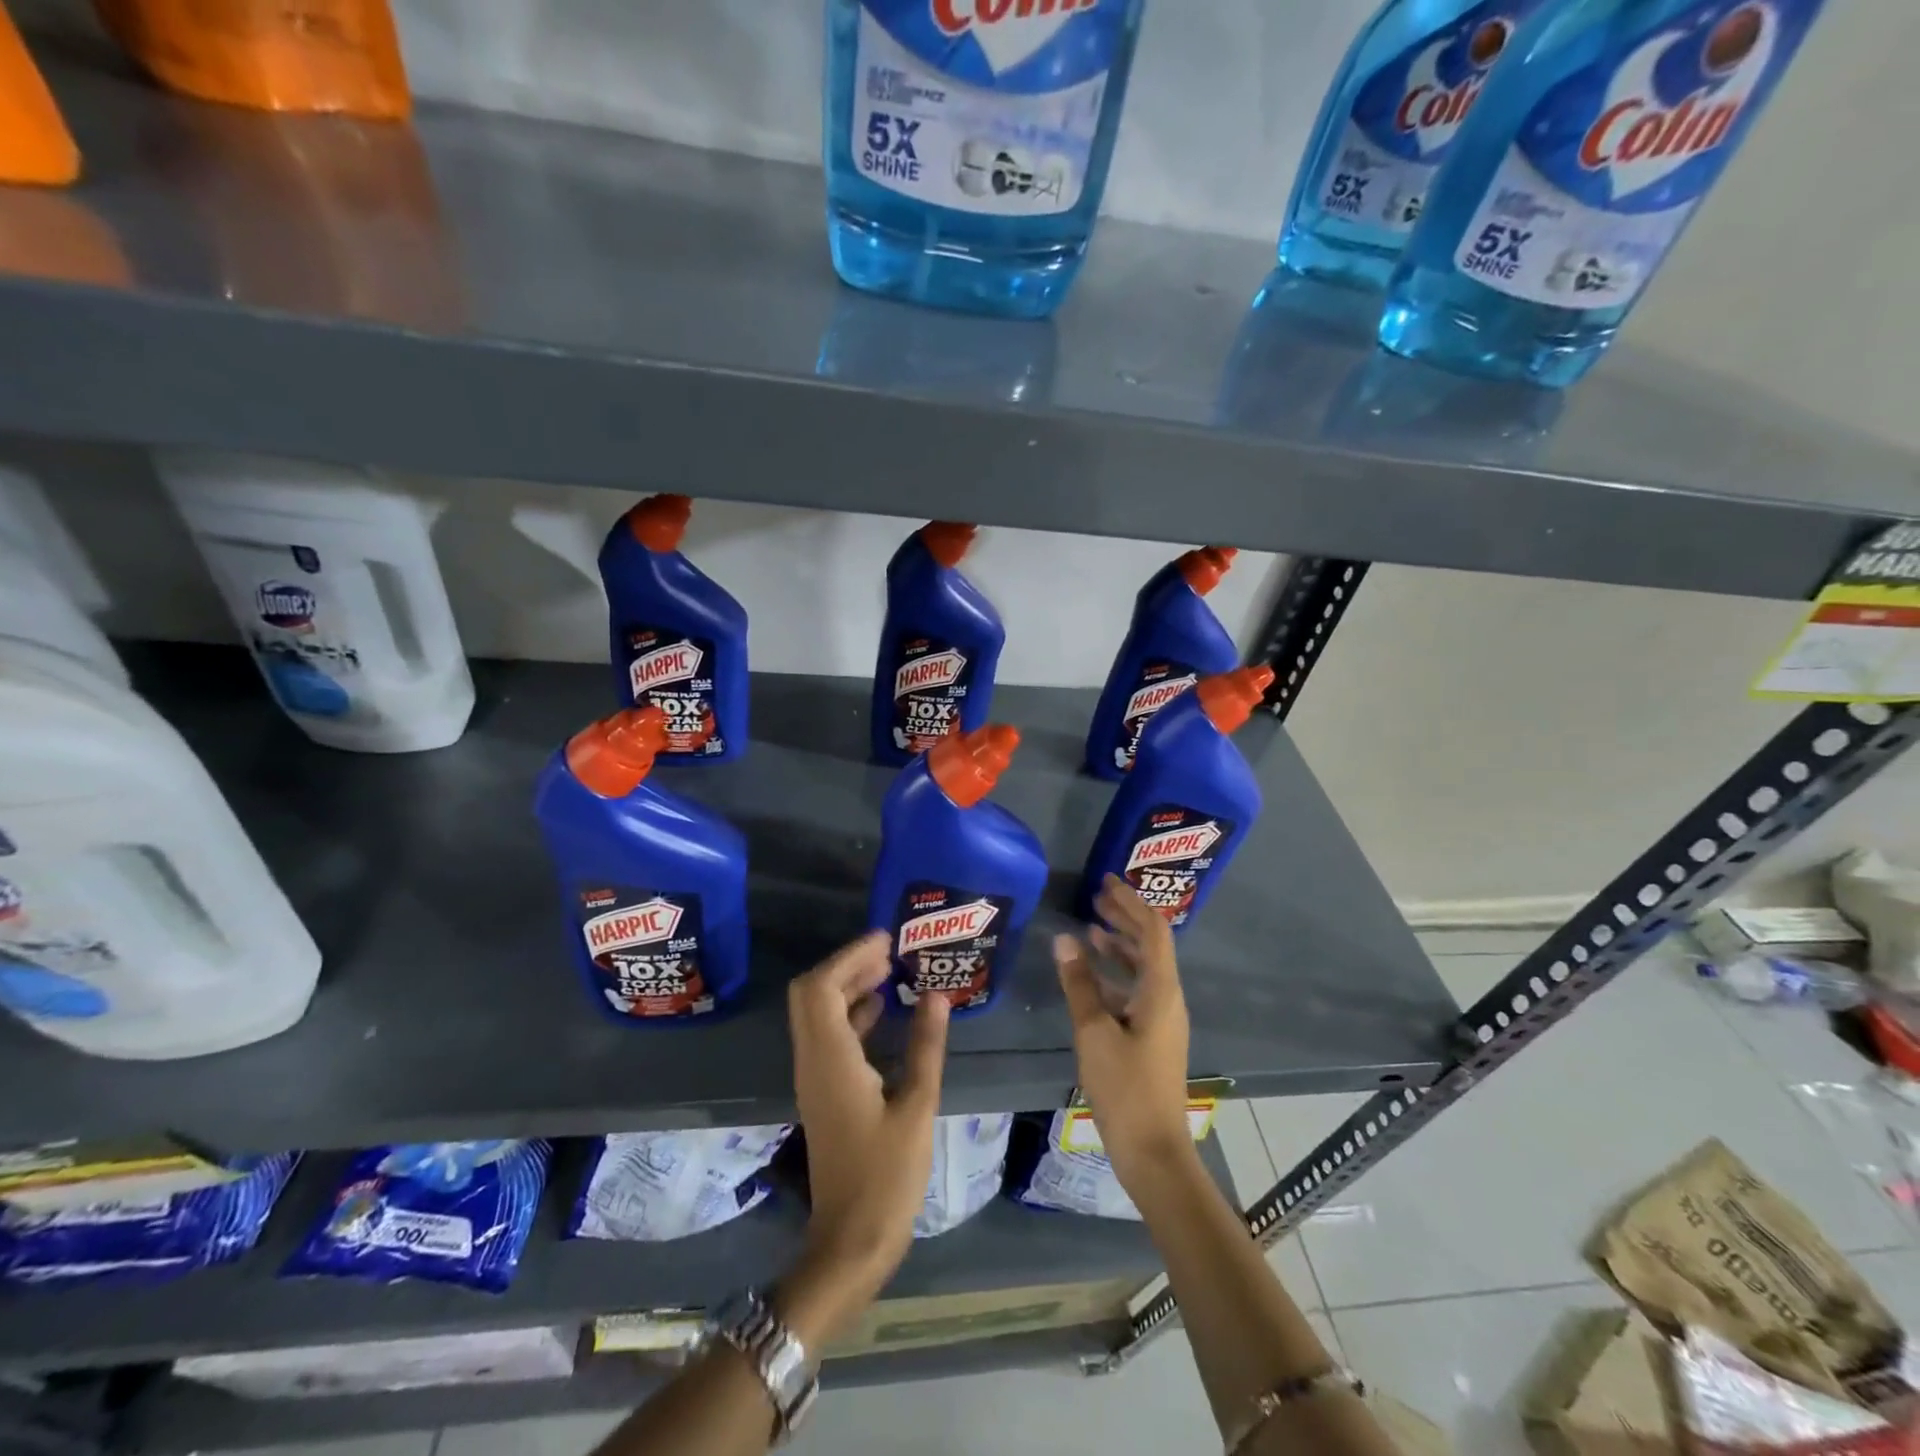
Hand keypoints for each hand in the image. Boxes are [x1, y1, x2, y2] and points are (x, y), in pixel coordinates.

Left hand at [782, 931, 948, 1343]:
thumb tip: (936, 995)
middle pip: (812, 994)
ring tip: (889, 971)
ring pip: (817, 1014)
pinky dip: (850, 1014)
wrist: (851, 1241)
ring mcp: (814, 1078)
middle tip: (889, 951)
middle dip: (846, 965)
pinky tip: (881, 1012)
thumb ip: (925, 1046)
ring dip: (847, 987)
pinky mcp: (823, 1092)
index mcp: (831, 1060)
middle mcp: (813, 1061)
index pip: (821, 988)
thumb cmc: (887, 1176)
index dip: (849, 956)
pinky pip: (828, 1036)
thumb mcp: (917, 1106)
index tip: (885, 939)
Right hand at [1054, 875, 1194, 1189]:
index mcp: (1161, 991)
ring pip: (1143, 968)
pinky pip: (1136, 990)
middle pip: (1150, 945)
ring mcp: (1161, 1019)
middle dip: (1125, 917)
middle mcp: (1168, 998)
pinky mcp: (1151, 1036)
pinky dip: (1115, 973)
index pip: (1153, 931)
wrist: (1153, 1152)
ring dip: (1119, 944)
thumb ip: (1079, 983)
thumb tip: (1064, 938)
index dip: (1132, 903)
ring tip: (1090, 927)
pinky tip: (1091, 974)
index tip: (1107, 882)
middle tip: (1096, 896)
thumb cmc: (1125, 1088)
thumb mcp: (1094, 1032)